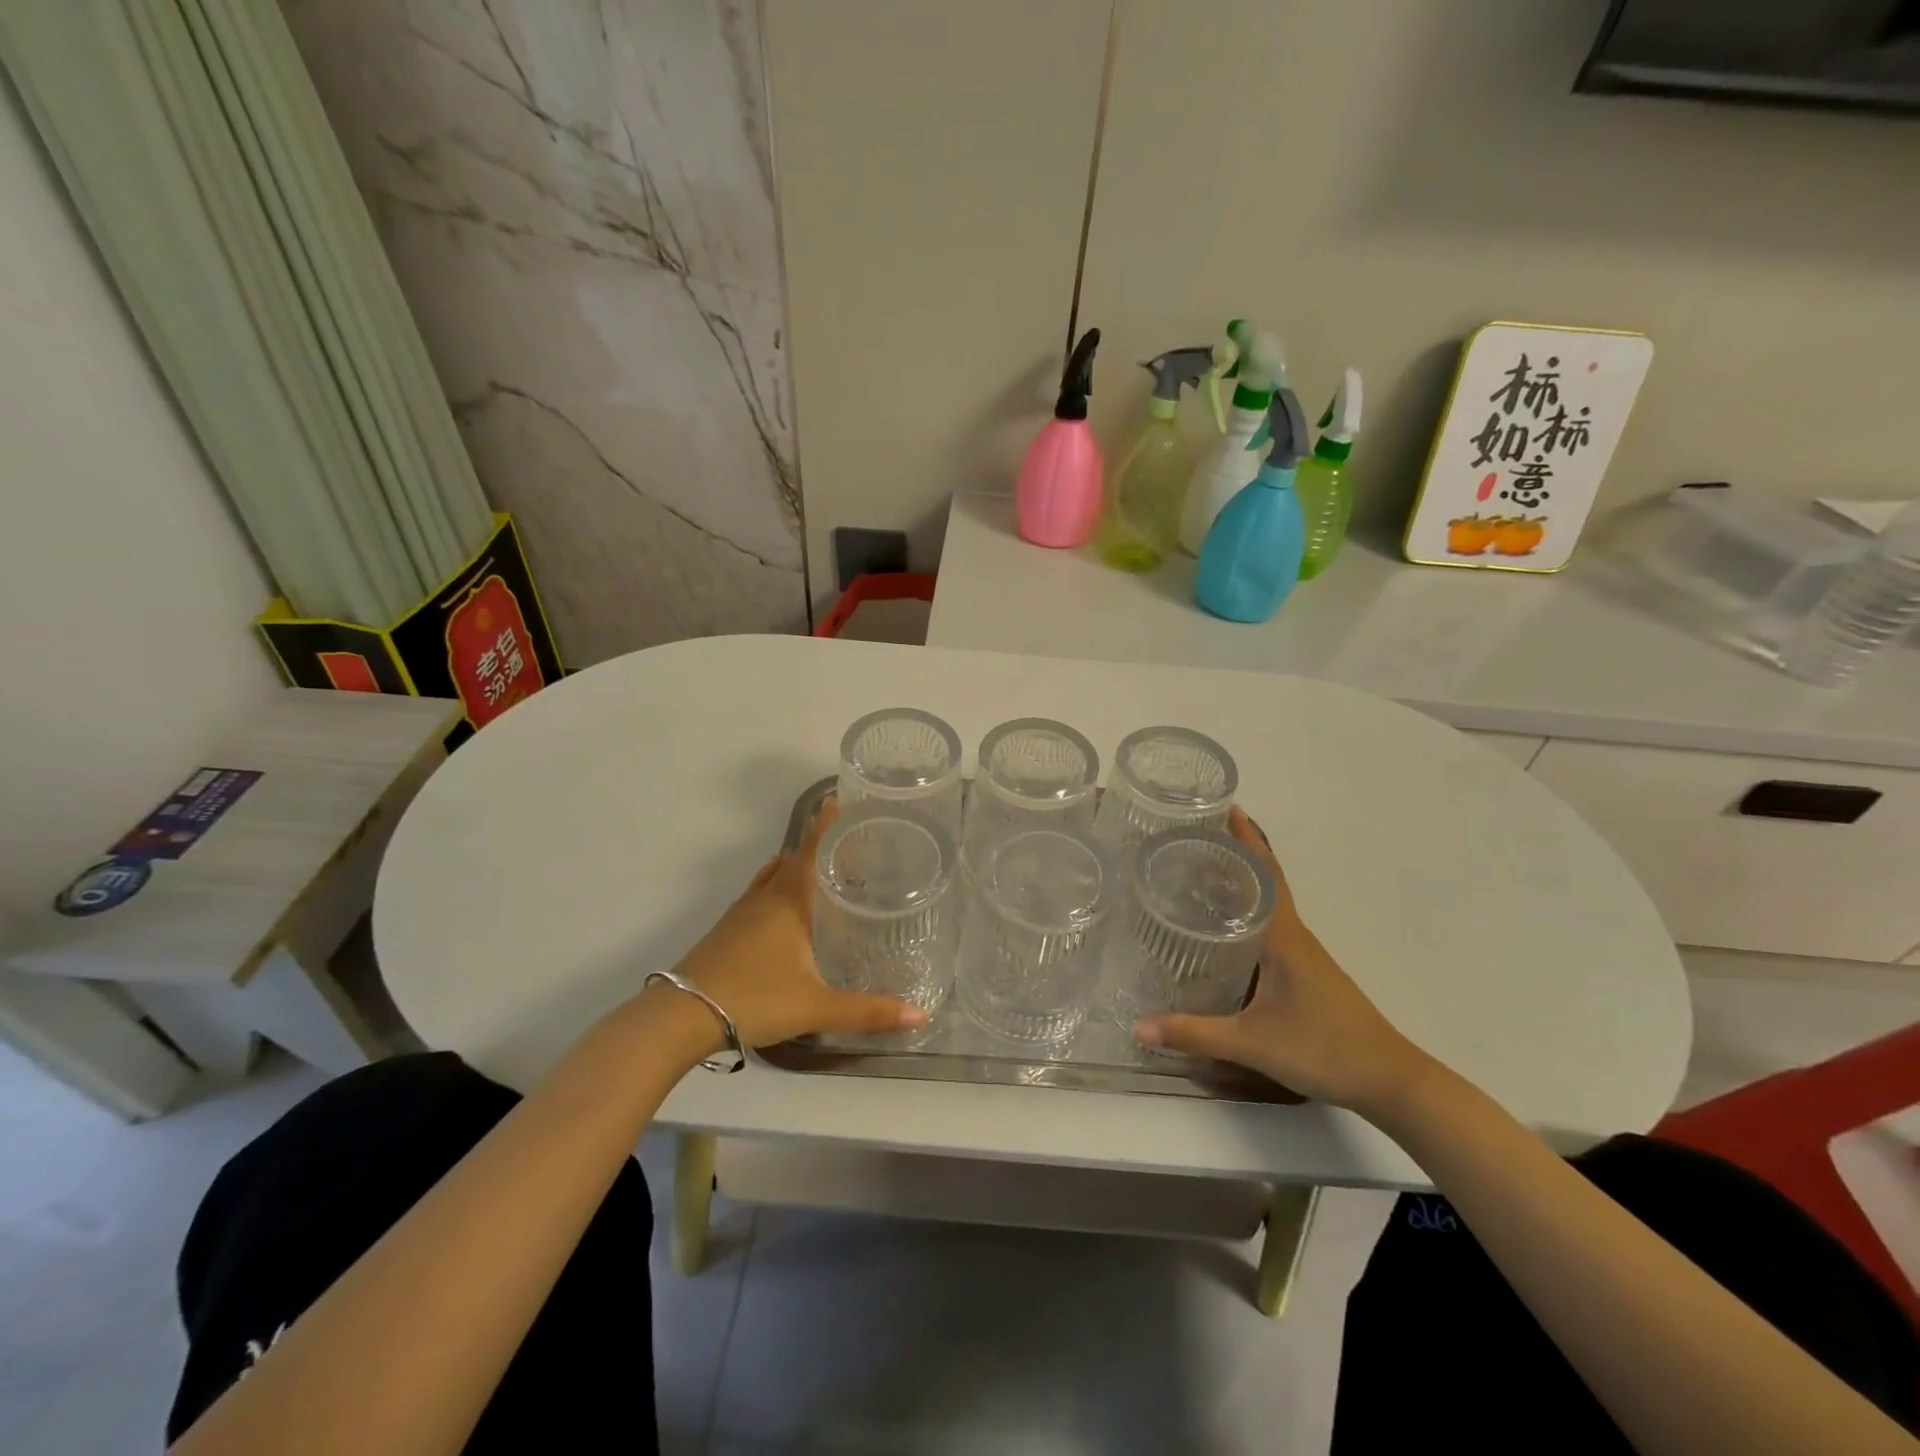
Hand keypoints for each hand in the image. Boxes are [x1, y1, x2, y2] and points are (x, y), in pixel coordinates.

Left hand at [669, 798, 925, 1047]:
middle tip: (849, 843)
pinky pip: (759, 895)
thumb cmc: (754, 998)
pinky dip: (778, 889)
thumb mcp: (816, 1006)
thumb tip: (920, 1016)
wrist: (682, 1015)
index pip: (811, 851)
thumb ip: (867, 1011)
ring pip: (773, 877)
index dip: (826, 825)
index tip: (838, 798)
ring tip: (823, 871)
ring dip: (796, 867)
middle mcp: (765, 898)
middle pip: (794, 859)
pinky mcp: (727, 930)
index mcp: (789, 901)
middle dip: (818, 846)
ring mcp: (742, 913)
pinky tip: (787, 910)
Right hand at [1133, 809, 1428, 1114]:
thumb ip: (1195, 1033)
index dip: (1246, 839)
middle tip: (1193, 836)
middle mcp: (1296, 936)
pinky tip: (1227, 929)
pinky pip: (1273, 928)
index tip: (1222, 807)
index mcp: (1284, 936)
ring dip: (1243, 883)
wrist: (1391, 1081)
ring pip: (1270, 905)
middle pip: (1265, 881)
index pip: (1264, 873)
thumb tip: (1138, 1026)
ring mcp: (1306, 955)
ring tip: (1201, 872)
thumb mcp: (1253, 1042)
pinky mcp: (1308, 974)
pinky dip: (1250, 914)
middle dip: (1235, 853)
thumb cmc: (1324, 1049)